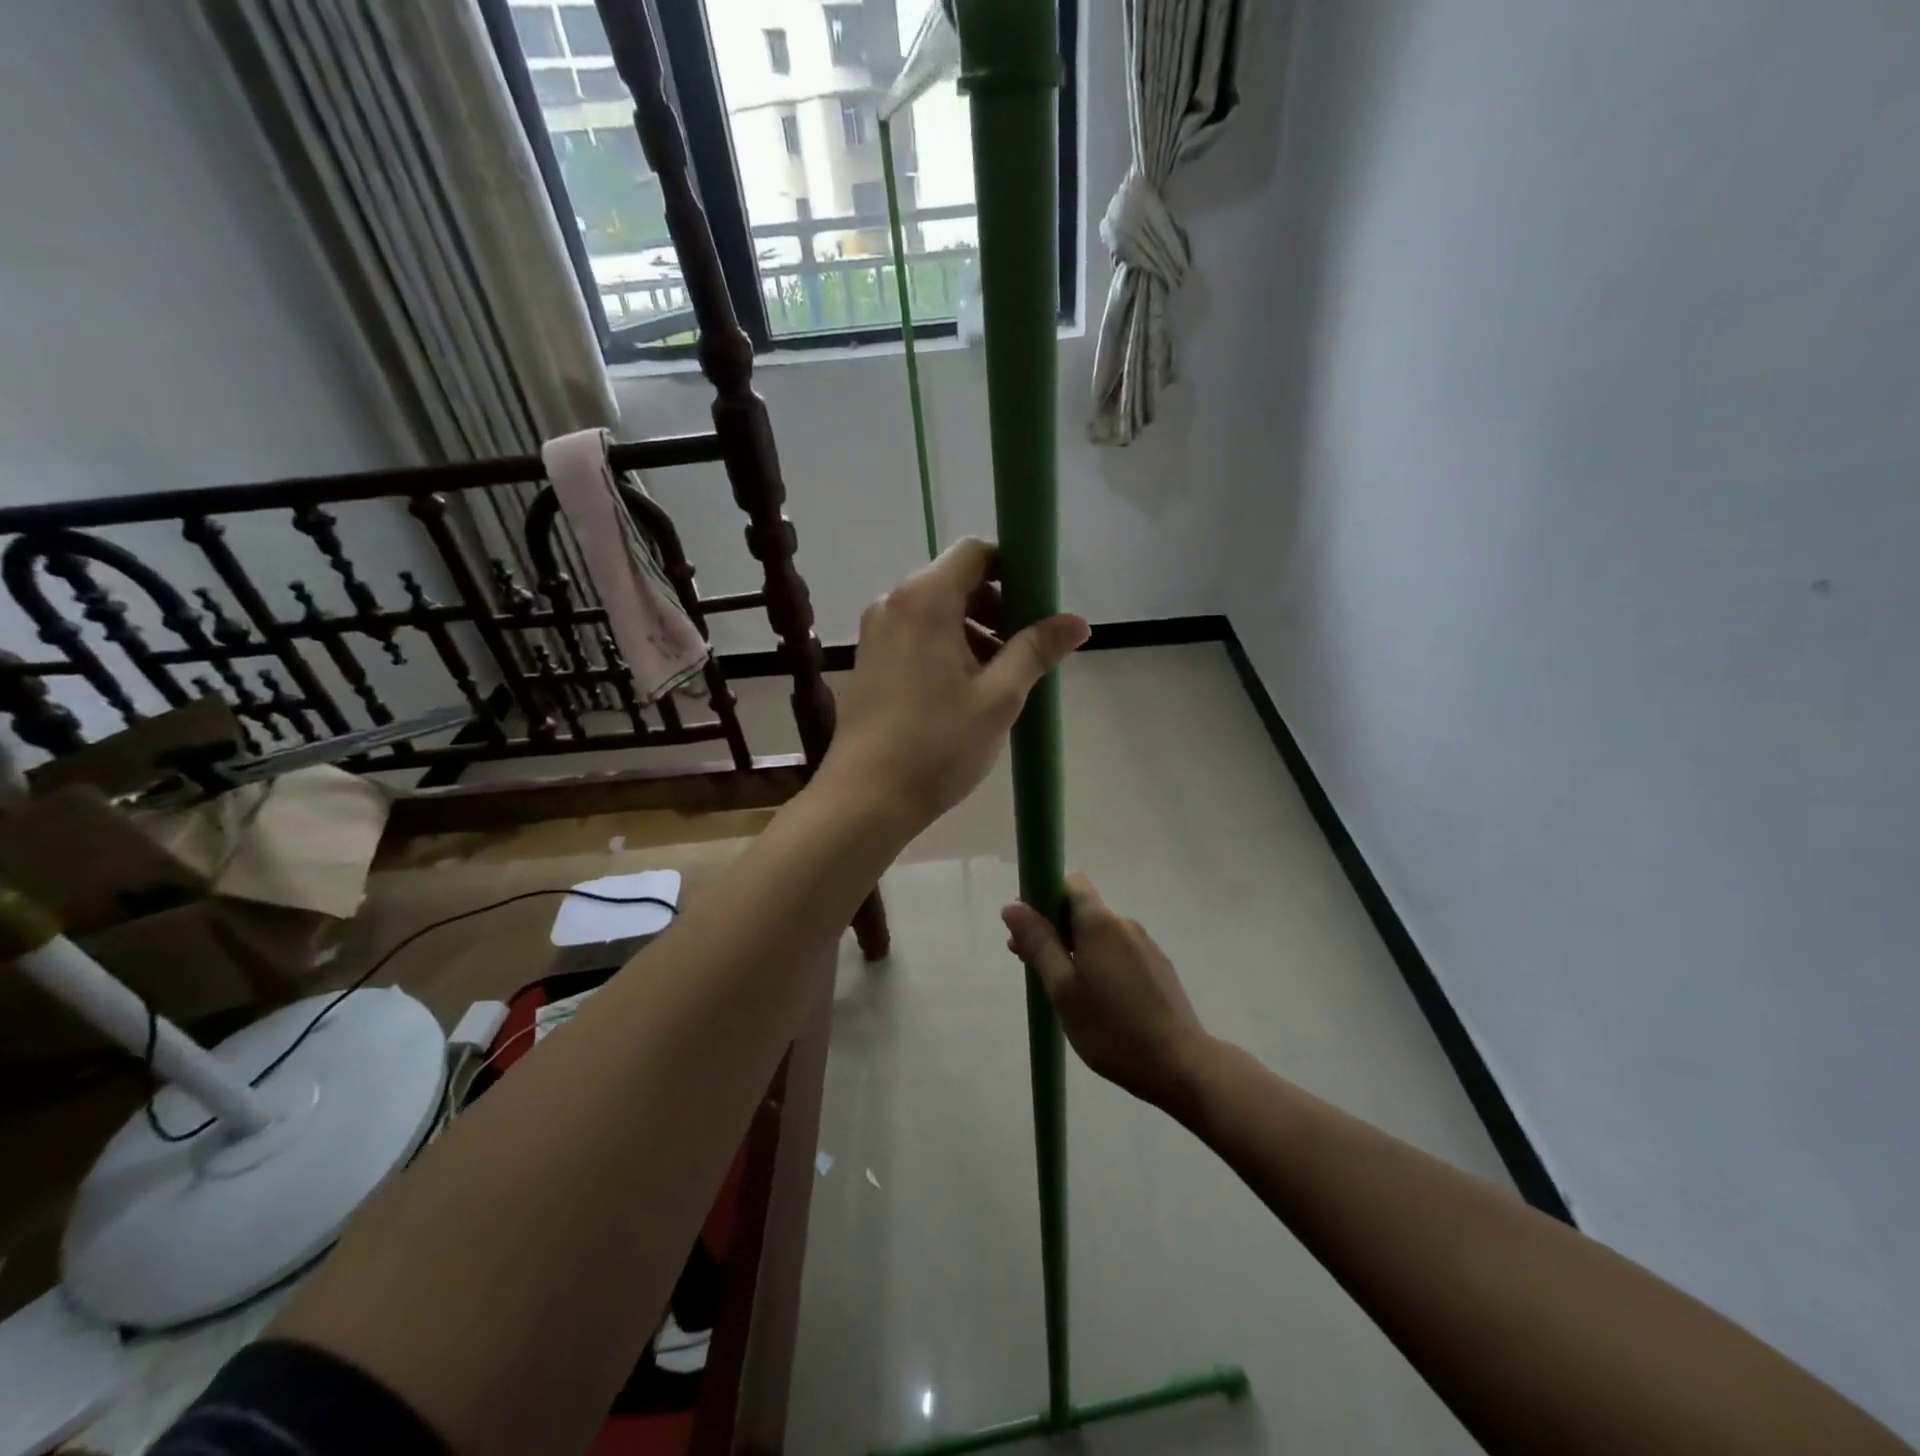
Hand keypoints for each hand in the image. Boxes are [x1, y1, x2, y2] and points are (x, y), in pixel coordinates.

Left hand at [823, 538, 1087, 830]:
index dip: (1011, 569)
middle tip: (1024, 650)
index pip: (974, 553)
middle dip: (996, 607)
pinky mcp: (867, 661)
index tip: (1037, 605)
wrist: (866, 797)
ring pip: (935, 612)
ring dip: (973, 632)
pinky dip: (945, 648)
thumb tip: (1078, 621)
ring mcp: (875, 633)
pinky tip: (963, 692)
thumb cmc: (938, 744)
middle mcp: (893, 603)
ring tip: (999, 680)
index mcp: (924, 600)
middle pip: (954, 582)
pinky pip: (915, 636)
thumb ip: (1036, 650)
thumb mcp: (999, 697)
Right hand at [1003, 875, 1211, 1112]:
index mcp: (1100, 922)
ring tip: (1065, 991)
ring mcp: (1146, 946)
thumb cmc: (1111, 1028)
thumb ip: (1038, 943)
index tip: (1030, 929)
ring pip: (1101, 934)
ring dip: (1078, 949)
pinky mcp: (1159, 968)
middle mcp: (1125, 924)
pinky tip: (1099, 1001)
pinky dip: (1101, 963)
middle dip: (1056, 928)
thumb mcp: (1062, 989)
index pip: (1071, 884)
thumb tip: (1012, 906)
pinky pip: (1120, 952)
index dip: (1046, 897)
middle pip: (1084, 910)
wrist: (1180, 1065)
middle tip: (1034, 965)